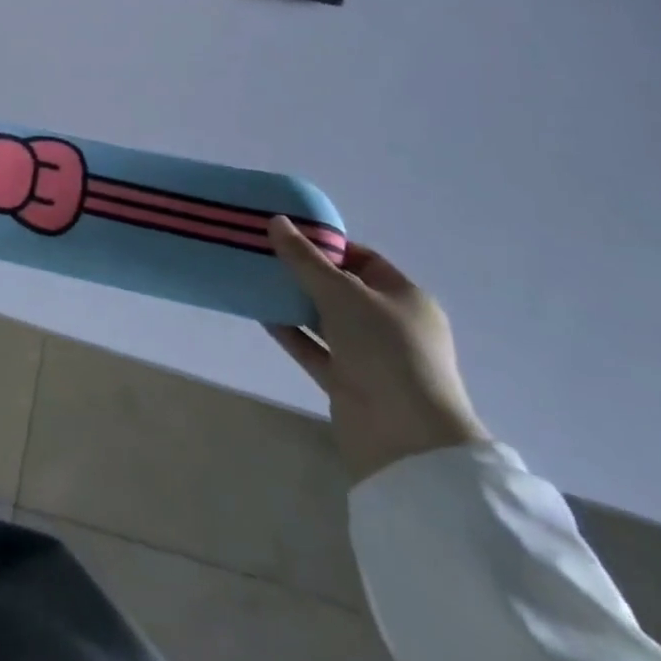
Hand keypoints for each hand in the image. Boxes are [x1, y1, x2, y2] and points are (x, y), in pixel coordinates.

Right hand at [266, 218, 488, 484]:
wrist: (405, 439)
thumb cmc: (385, 351)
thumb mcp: (343, 294)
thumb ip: (306, 259)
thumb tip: (276, 221)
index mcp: (405, 298)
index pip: (363, 260)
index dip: (327, 246)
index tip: (288, 235)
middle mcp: (390, 325)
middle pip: (341, 289)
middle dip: (304, 272)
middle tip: (264, 253)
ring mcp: (369, 356)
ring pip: (325, 319)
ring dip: (293, 302)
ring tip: (255, 279)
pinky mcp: (347, 382)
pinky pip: (313, 348)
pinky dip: (290, 332)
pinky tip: (260, 314)